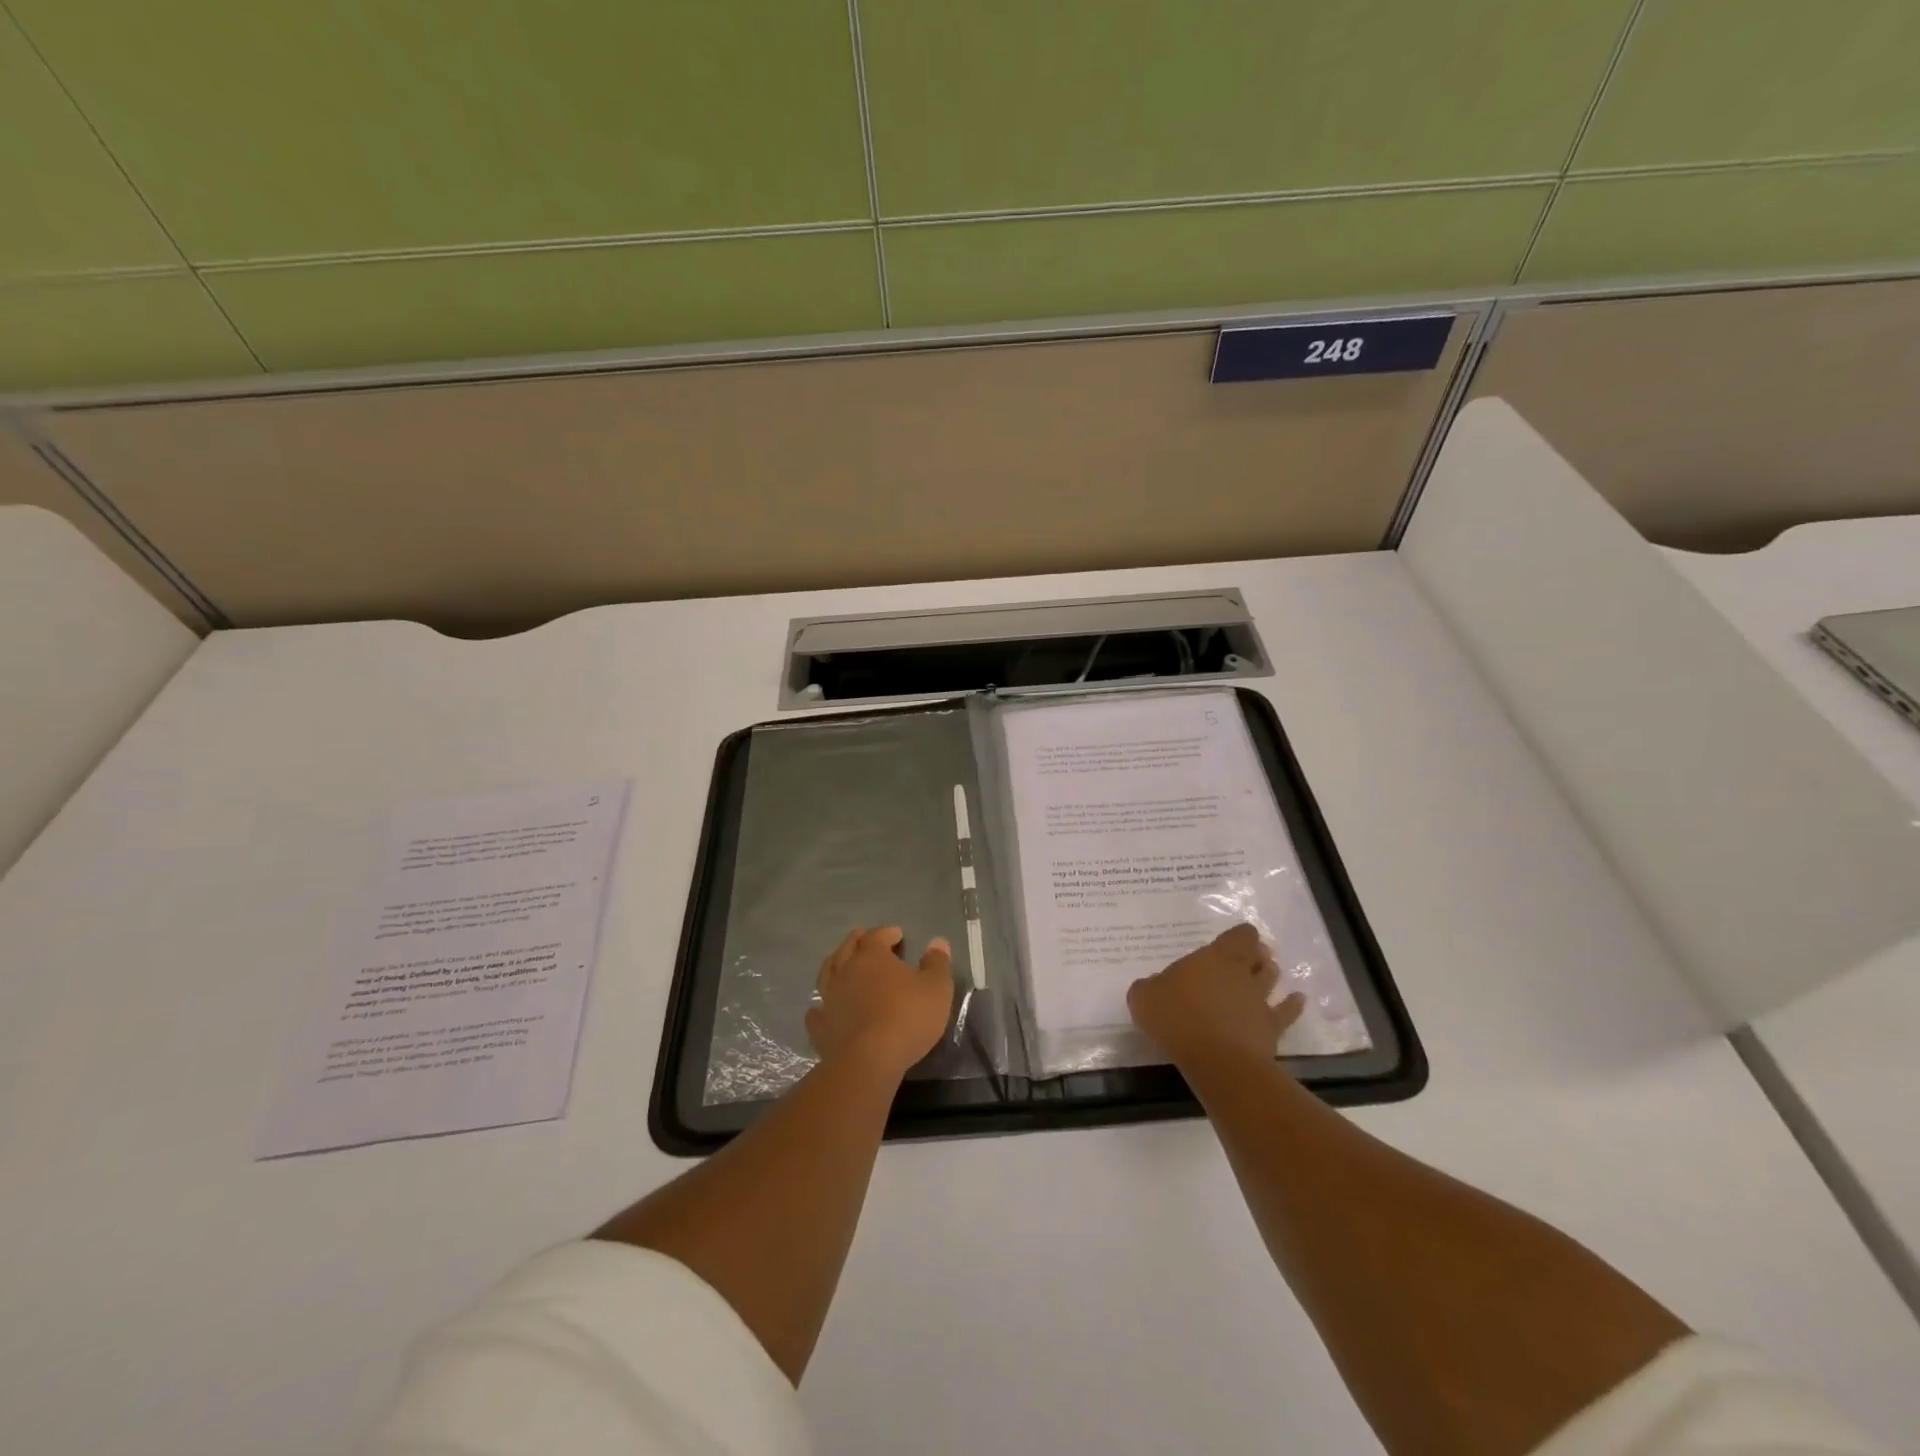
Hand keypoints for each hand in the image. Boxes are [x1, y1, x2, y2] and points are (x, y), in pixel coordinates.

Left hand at [806, 926, 955, 1081]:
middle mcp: (845, 971)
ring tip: (840, 963)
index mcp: (872, 957)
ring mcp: (829, 999)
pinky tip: (820, 1008)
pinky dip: (819, 1007)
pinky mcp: (821, 1028)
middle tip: (863, 937)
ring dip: (834, 965)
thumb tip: (937, 942)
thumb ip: (937, 963)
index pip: (876, 936)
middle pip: (847, 948)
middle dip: (857, 940)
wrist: (868, 1060)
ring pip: (827, 974)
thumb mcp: (936, 988)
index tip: (897, 934)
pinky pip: (816, 1013)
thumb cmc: (907, 1017)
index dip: (886, 932)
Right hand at [1127, 923, 1304, 1065]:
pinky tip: (1298, 999)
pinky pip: (1286, 1012)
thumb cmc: (1177, 1019)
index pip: (1238, 936)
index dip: (1240, 935)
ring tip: (1270, 970)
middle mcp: (1240, 973)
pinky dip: (1293, 1004)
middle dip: (1257, 953)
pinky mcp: (1271, 1028)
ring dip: (1271, 973)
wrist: (1217, 1060)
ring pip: (1271, 979)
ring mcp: (1259, 1001)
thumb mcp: (1144, 998)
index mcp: (1213, 958)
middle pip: (1257, 955)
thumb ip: (1149, 987)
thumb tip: (1154, 986)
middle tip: (1253, 954)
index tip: (1236, 938)